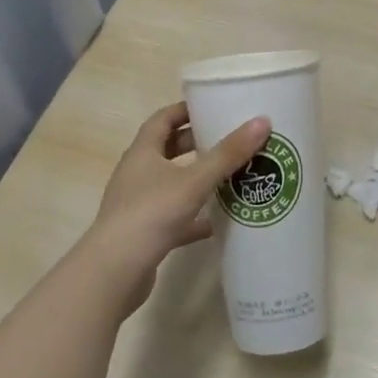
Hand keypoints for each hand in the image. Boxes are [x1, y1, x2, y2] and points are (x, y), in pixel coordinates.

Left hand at [77, 102, 270, 315]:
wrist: (115, 271)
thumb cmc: (151, 213)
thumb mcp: (194, 180)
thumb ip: (228, 154)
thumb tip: (262, 122)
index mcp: (143, 152)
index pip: (163, 119)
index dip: (185, 110)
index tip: (212, 106)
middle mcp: (137, 173)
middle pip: (167, 150)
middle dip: (196, 143)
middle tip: (228, 139)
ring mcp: (138, 204)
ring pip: (171, 183)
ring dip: (196, 180)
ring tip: (229, 176)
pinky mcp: (144, 232)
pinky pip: (173, 217)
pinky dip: (193, 216)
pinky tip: (216, 223)